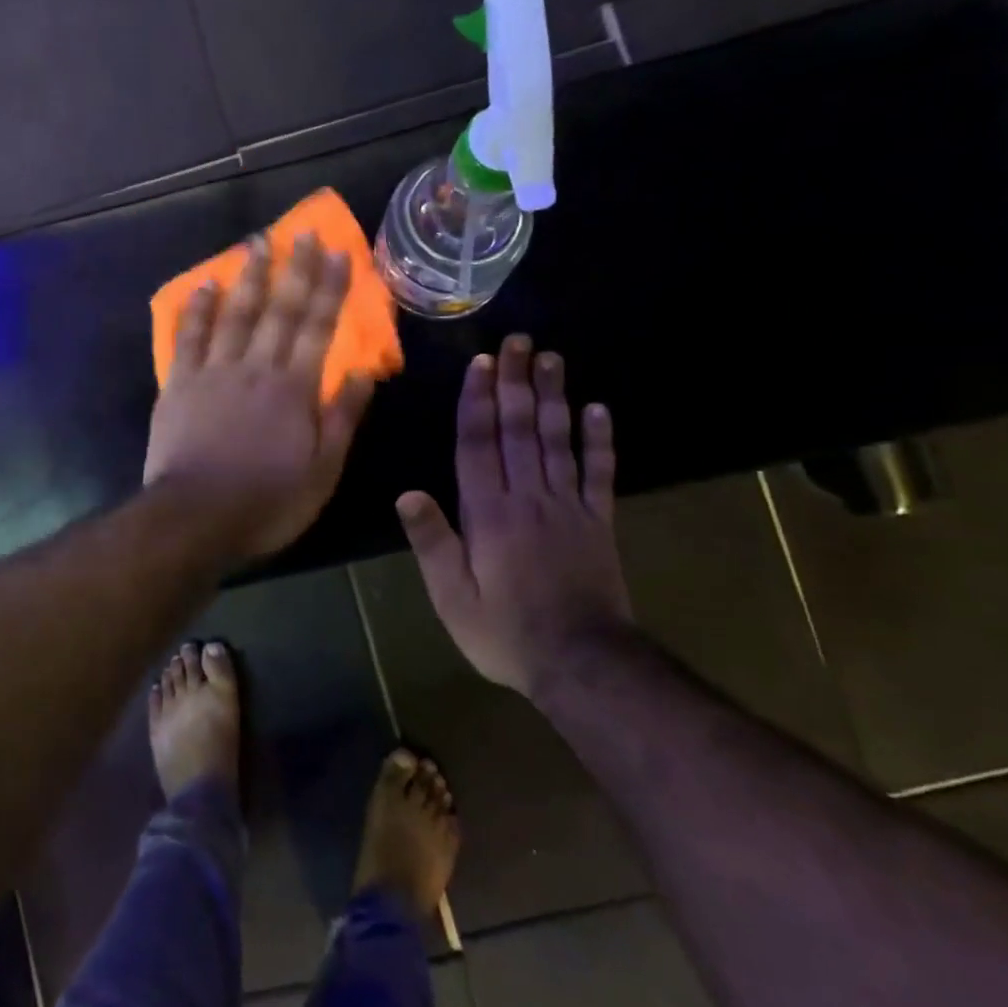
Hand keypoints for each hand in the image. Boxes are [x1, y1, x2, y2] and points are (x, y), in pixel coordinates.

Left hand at [145, 232, 374, 559]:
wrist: (195, 518)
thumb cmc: (267, 502)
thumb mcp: (322, 472)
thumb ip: (342, 418)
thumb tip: (366, 372)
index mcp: (294, 389)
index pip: (318, 328)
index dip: (330, 289)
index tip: (339, 253)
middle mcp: (256, 369)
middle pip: (279, 310)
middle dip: (294, 269)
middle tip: (302, 232)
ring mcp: (213, 373)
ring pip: (234, 314)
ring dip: (248, 277)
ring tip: (256, 242)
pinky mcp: (178, 385)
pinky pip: (188, 337)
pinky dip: (197, 309)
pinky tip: (205, 285)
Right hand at [396, 335, 631, 695]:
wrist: (583, 664)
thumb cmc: (505, 632)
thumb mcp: (452, 597)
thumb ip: (432, 543)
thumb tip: (407, 494)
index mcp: (489, 514)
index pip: (479, 445)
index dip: (478, 402)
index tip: (480, 364)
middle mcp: (529, 498)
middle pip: (520, 430)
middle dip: (515, 383)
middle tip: (517, 342)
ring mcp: (569, 507)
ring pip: (558, 441)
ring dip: (554, 397)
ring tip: (550, 359)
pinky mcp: (598, 523)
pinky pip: (600, 474)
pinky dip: (600, 440)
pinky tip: (599, 410)